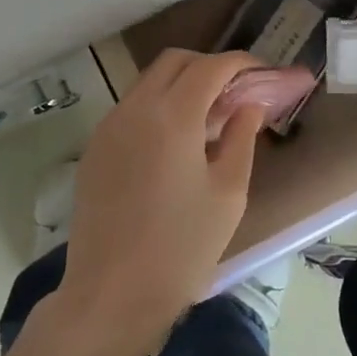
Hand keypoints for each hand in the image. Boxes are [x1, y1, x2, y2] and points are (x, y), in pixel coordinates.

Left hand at [54, 49, 267, 345]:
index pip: (211, 66)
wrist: (111, 294)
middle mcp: (135, 108)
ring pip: (148, 81)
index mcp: (173, 116)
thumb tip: (249, 104)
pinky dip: (157, 106)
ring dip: (180, 84)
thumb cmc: (182, 247)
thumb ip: (241, 137)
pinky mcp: (95, 147)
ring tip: (207, 118)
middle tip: (234, 92)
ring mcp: (109, 126)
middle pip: (174, 61)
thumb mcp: (228, 193)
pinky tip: (174, 142)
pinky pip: (130, 108)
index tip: (261, 73)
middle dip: (208, 66)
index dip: (240, 63)